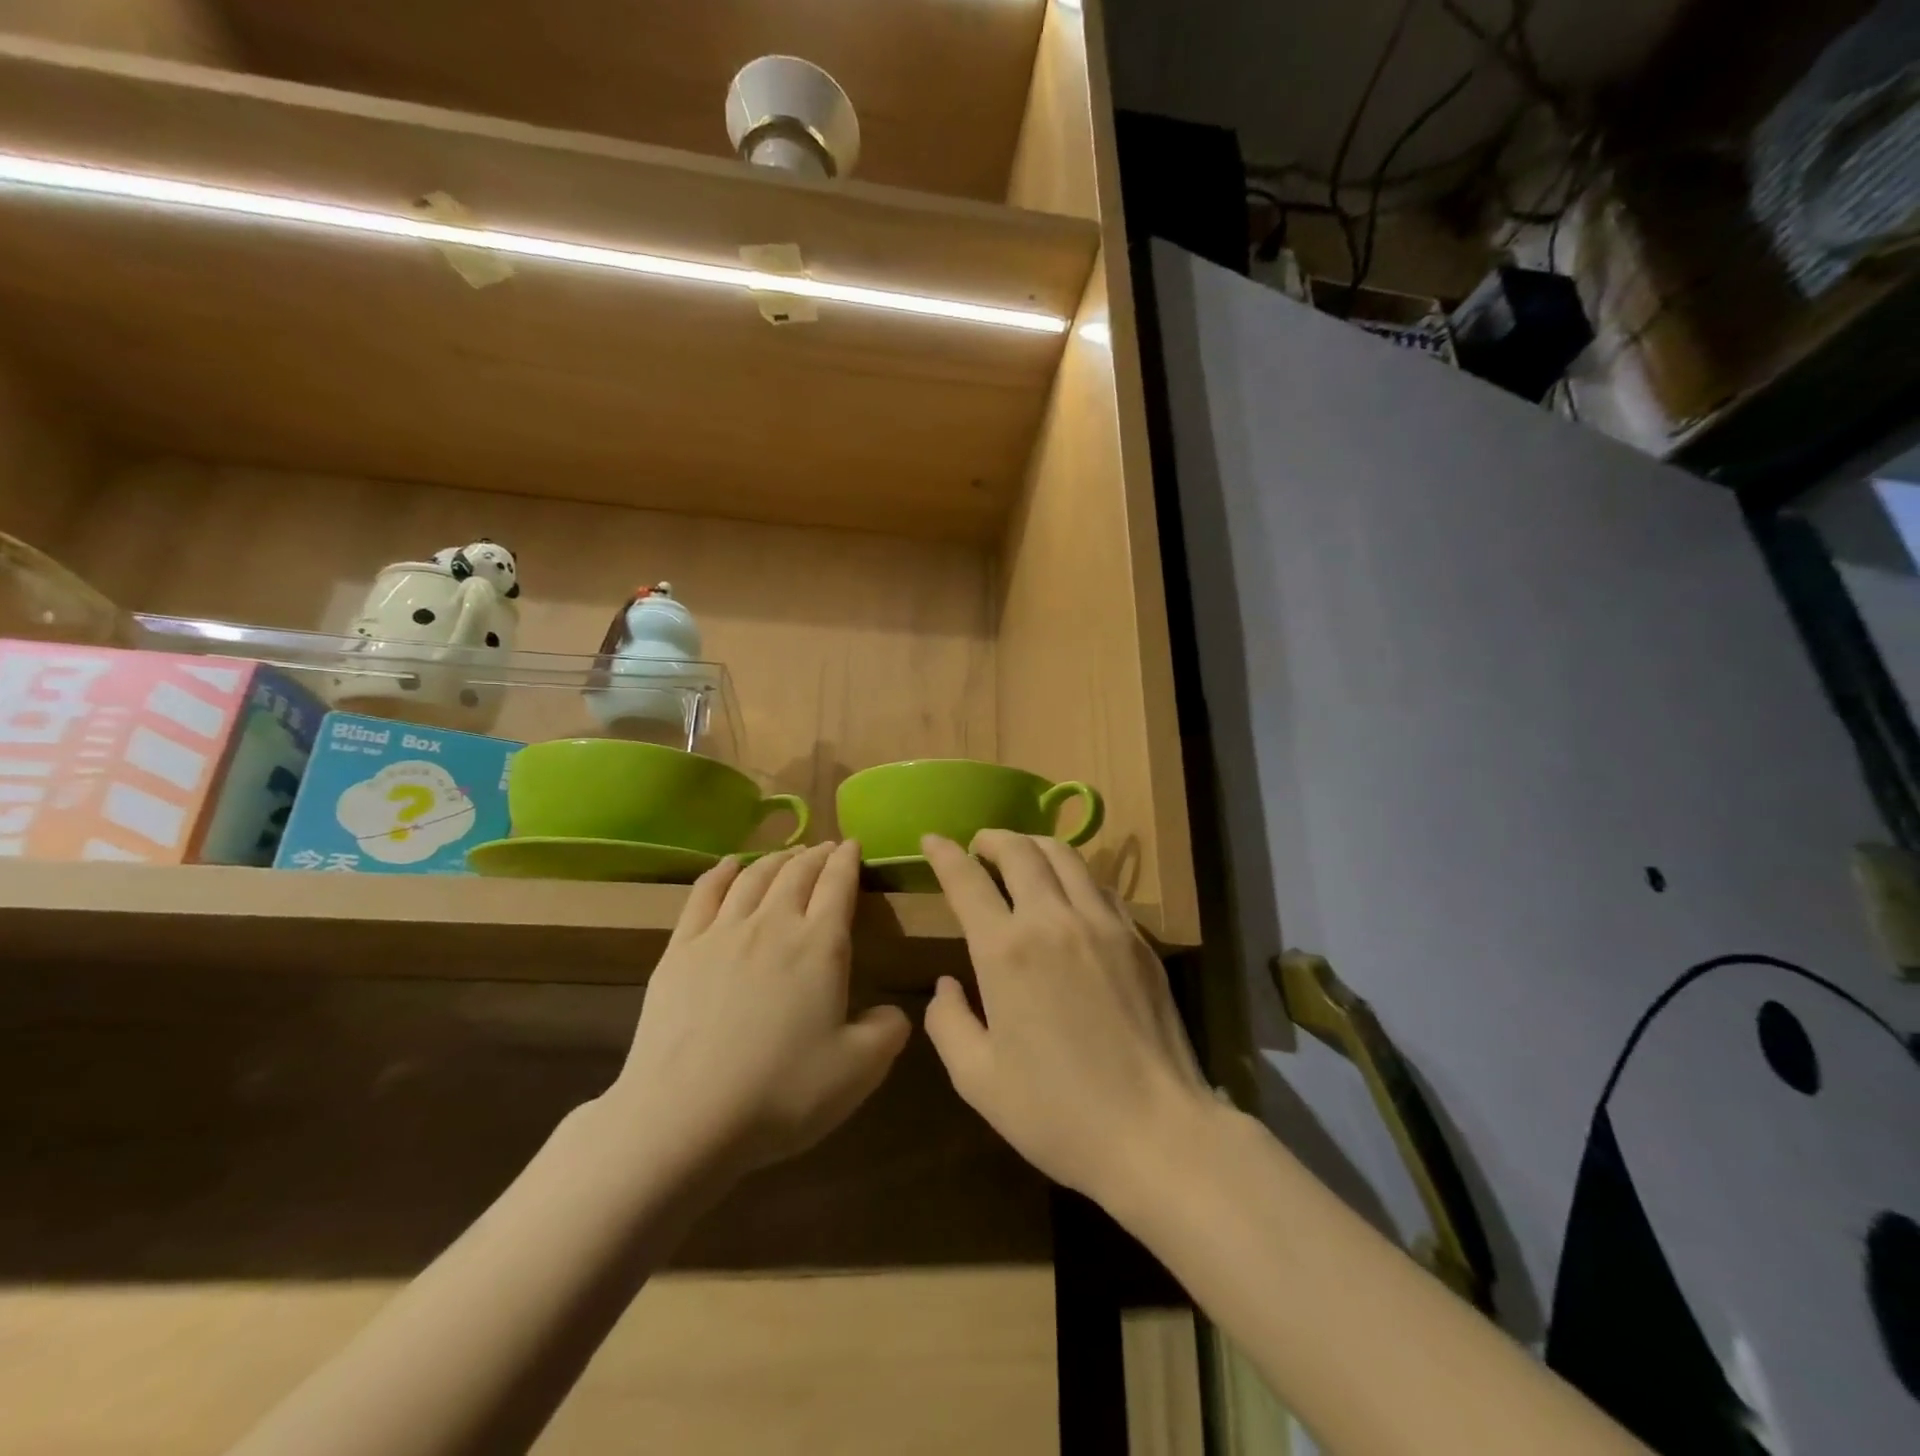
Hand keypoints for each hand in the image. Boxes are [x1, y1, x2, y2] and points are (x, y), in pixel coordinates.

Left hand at [607, 841, 910, 1176]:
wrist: (684, 1119)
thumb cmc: (782, 1093)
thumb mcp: (858, 1071)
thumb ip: (887, 1031)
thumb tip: (894, 1011)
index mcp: (820, 946)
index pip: (838, 885)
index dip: (848, 860)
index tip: (853, 845)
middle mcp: (773, 925)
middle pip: (797, 873)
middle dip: (815, 855)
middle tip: (825, 848)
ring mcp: (722, 933)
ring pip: (754, 877)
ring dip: (776, 859)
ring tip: (787, 854)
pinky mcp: (680, 950)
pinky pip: (704, 894)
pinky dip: (722, 872)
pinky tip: (729, 865)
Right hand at [921, 831, 1211, 1208]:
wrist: (1156, 1133)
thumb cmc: (1057, 1113)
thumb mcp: (978, 1080)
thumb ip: (948, 1023)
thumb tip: (946, 985)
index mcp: (1006, 950)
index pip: (967, 879)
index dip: (944, 853)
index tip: (931, 839)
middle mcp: (1053, 920)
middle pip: (1020, 850)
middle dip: (992, 838)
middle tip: (979, 845)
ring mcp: (1103, 923)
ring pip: (1066, 856)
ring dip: (1034, 845)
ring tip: (1021, 856)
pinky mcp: (1138, 938)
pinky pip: (1100, 886)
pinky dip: (1075, 875)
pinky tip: (1071, 894)